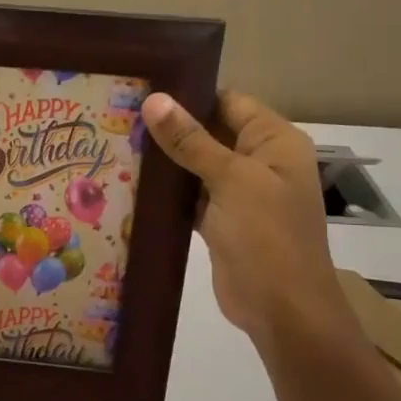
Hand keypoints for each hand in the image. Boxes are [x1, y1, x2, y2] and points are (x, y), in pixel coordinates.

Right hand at [142, 90, 347, 351]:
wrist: (282, 310)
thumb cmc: (266, 236)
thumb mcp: (230, 180)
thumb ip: (190, 140)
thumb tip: (154, 99)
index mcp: (275, 141)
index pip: (229, 102)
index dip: (190, 95)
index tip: (143, 90)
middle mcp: (260, 161)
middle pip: (211, 132)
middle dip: (170, 128)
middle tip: (120, 115)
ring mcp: (240, 194)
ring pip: (197, 165)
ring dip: (165, 160)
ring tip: (117, 142)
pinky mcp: (221, 221)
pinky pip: (191, 195)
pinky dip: (167, 191)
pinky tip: (131, 181)